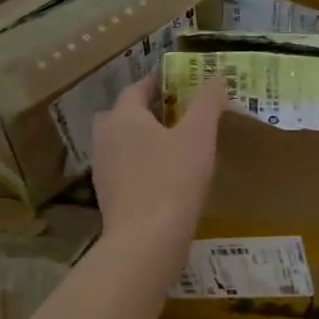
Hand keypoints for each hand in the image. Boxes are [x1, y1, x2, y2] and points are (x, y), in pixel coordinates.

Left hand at [89, 74, 225, 245]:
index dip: (156, 83)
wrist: (145, 241)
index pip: (136, 89)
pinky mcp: (108, 198)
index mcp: (123, 117)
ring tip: (170, 147)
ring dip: (140, 141)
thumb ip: (207, 103)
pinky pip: (123, 172)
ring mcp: (103, 171)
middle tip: (171, 115)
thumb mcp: (199, 136)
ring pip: (120, 145)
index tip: (175, 83)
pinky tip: (163, 180)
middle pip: (121, 116)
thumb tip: (216, 77)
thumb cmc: (173, 180)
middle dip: (143, 112)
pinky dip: (139, 168)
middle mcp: (105, 139)